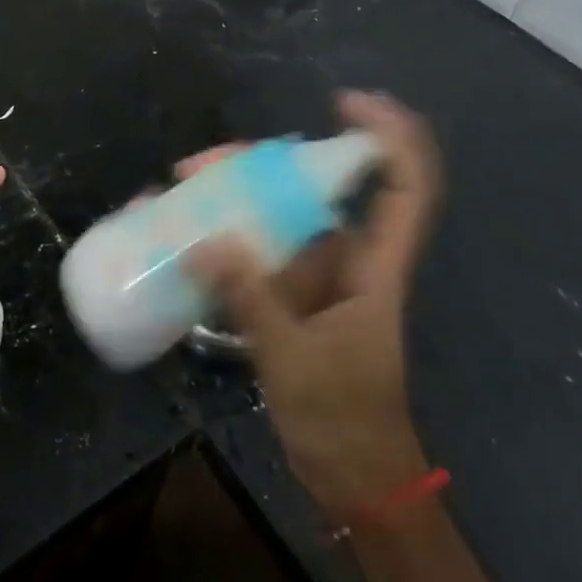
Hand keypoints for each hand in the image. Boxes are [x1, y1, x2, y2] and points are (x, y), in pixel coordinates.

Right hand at [184, 92, 443, 515]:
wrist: (353, 479)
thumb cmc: (344, 420)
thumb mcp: (295, 361)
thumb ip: (252, 301)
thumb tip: (205, 240)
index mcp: (374, 267)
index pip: (404, 186)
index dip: (387, 135)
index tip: (345, 102)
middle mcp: (348, 259)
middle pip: (315, 187)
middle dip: (260, 164)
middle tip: (201, 165)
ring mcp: (314, 277)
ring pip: (279, 214)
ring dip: (232, 195)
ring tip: (178, 187)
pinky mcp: (287, 296)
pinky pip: (254, 249)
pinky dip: (221, 234)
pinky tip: (180, 228)